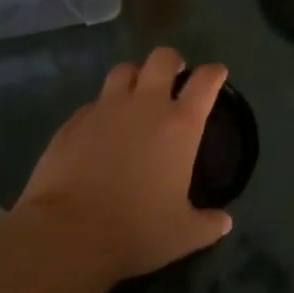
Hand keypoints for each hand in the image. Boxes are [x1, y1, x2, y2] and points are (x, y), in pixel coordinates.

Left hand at [14, 47, 233, 282]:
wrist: (68, 233)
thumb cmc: (136, 230)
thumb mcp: (182, 234)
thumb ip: (207, 223)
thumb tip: (225, 222)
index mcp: (180, 125)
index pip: (205, 81)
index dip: (214, 73)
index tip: (217, 73)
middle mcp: (146, 105)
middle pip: (162, 58)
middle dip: (171, 61)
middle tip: (173, 75)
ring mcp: (106, 109)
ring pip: (123, 70)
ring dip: (134, 77)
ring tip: (135, 94)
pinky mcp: (74, 121)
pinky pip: (93, 103)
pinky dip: (101, 109)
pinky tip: (100, 128)